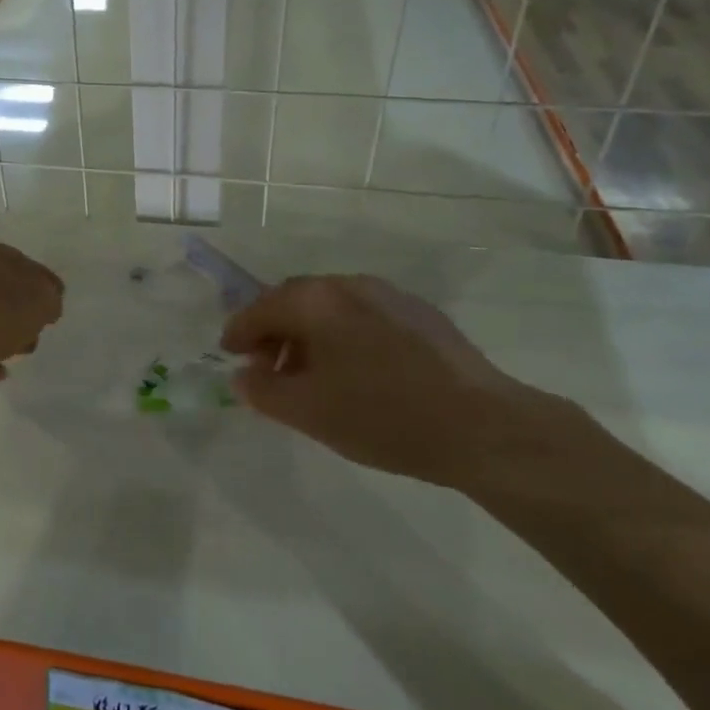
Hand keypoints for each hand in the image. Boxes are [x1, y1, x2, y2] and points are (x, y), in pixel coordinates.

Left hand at [0, 234, 63, 423]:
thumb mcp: (34, 300)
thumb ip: (49, 298)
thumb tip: (47, 306)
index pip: (19, 261)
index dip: (43, 283)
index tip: (58, 306)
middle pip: (0, 291)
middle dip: (24, 313)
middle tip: (38, 330)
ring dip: (6, 336)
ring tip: (20, 352)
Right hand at [220, 275, 551, 492]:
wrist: (481, 425)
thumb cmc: (381, 415)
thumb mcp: (308, 411)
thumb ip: (263, 390)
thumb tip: (242, 375)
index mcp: (316, 300)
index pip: (260, 307)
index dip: (238, 331)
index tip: (229, 354)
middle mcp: (349, 284)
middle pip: (295, 300)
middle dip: (274, 331)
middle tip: (267, 367)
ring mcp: (389, 294)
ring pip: (331, 308)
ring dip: (309, 335)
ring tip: (311, 376)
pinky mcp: (420, 313)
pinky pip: (363, 316)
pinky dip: (344, 336)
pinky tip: (355, 373)